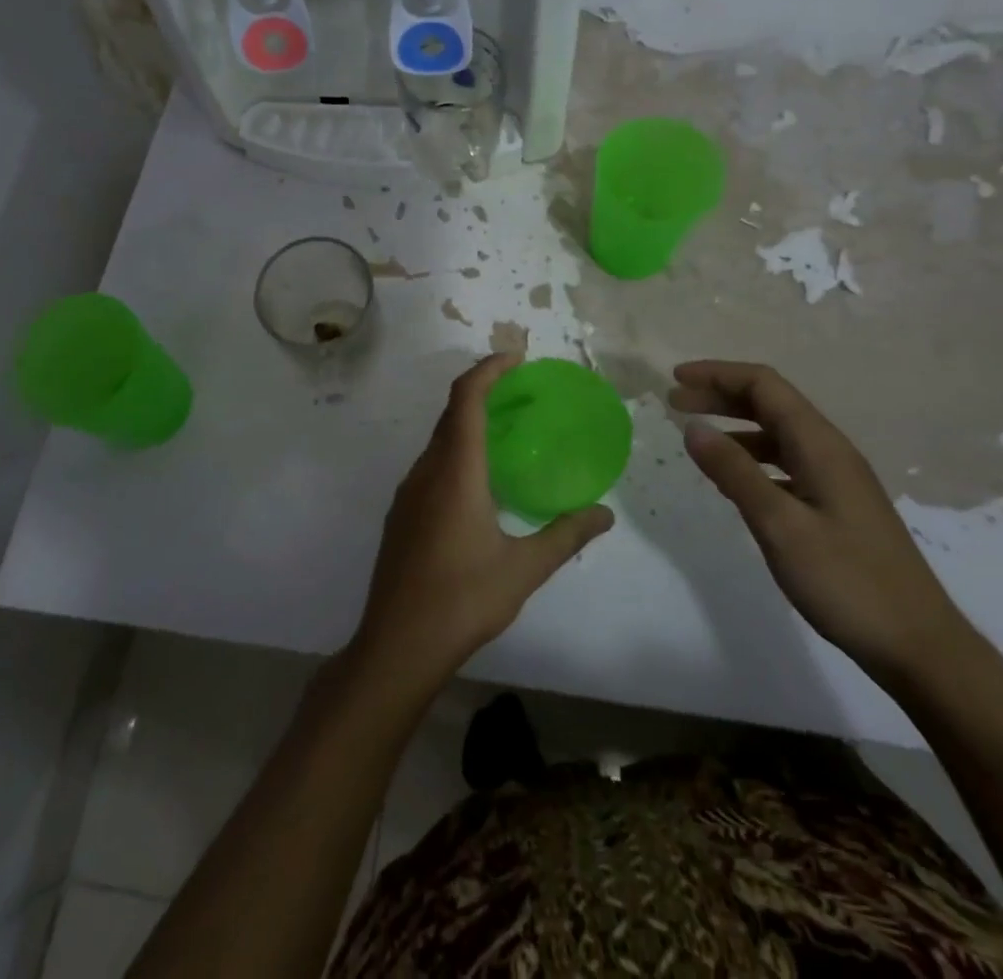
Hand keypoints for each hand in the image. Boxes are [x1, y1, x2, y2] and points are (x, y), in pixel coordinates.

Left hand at [352, 354, 614, 690]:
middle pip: (451, 413)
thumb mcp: (523, 568)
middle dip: (484, 391)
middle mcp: (426, 471)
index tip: (517, 358)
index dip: (489, 369)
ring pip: (439, 440)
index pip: (467, 399)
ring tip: (507, 431)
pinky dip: (456, 450)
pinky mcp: (401, 514)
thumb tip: (605, 514)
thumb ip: (566, 535)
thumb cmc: (462, 599)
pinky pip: (431, 464)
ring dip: (468, 422)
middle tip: (522, 392)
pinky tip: (479, 481)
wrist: (397, 645)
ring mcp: (408, 492)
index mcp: (455, 471)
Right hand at [670, 360, 975, 688]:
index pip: (764, 386)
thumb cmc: (846, 581)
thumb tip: (692, 427)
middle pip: (771, 403)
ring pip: (778, 433)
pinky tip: (732, 482)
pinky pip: (785, 463)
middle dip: (721, 395)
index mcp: (820, 445)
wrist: (918, 645)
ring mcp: (836, 479)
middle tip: (675, 402)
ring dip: (735, 426)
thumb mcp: (780, 525)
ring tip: (696, 439)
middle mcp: (830, 451)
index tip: (675, 379)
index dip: (718, 374)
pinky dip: (752, 458)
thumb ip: (734, 472)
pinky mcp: (836, 505)